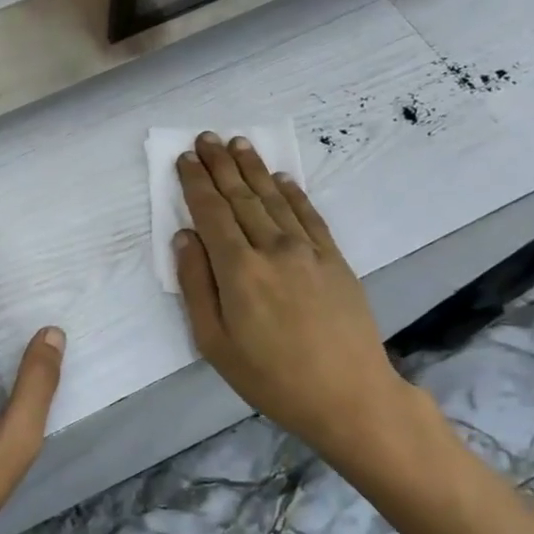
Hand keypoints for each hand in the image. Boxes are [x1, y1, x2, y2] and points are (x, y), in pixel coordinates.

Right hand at [173, 133, 422, 466]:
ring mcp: (308, 250)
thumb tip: (184, 238)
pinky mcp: (334, 259)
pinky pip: (309, 215)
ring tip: (238, 143)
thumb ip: (196, 286)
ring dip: (253, 168)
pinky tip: (281, 177)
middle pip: (241, 197)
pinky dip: (293, 192)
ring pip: (274, 198)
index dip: (196, 183)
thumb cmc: (271, 377)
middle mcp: (272, 248)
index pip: (211, 213)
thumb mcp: (215, 344)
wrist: (349, 396)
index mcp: (238, 270)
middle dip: (220, 165)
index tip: (185, 159)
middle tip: (206, 137)